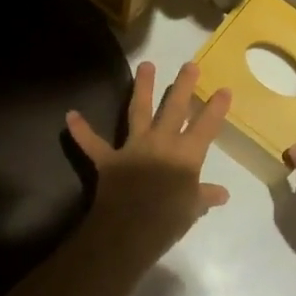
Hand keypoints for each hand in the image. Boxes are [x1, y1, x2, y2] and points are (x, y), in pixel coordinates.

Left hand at [66, 61, 231, 249]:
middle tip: (189, 64)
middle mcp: (162, 142)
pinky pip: (93, 144)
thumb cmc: (168, 220)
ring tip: (145, 64)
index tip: (224, 89)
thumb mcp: (192, 209)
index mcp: (186, 155)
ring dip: (142, 87)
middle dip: (183, 85)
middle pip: (175, 108)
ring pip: (138, 110)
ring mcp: (134, 147)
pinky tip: (70, 115)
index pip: (207, 126)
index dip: (216, 108)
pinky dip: (81, 131)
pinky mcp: (109, 159)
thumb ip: (205, 196)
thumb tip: (222, 194)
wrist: (129, 230)